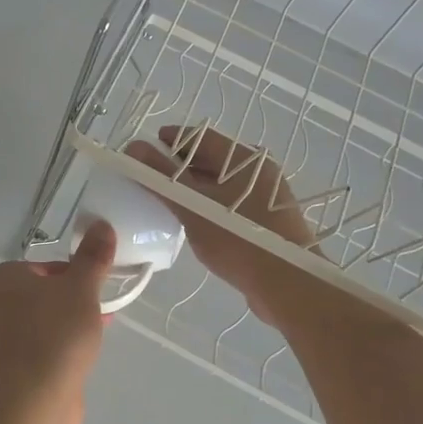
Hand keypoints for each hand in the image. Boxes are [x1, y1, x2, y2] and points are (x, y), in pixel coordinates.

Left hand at [0, 221, 114, 423]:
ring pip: (43, 322)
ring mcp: (0, 341)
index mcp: (1, 279)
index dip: (74, 274)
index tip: (95, 289)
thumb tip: (101, 225)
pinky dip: (60, 349)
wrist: (34, 402)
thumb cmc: (55, 333)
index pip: (45, 266)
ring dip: (68, 325)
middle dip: (72, 300)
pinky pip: (41, 349)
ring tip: (95, 335)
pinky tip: (81, 359)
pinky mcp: (10, 371)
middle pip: (43, 294)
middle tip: (98, 312)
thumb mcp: (81, 288)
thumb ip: (93, 257)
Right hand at [127, 126, 319, 328]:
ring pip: (222, 183)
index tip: (144, 151)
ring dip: (193, 187)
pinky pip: (231, 203)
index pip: (200, 136)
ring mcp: (266, 197)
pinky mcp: (268, 221)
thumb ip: (162, 177)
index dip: (170, 140)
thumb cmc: (239, 239)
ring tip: (167, 201)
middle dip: (179, 165)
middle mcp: (259, 171)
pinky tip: (193, 222)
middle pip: (212, 158)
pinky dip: (209, 205)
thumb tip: (133, 148)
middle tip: (151, 178)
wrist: (289, 286)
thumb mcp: (193, 207)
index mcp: (245, 159)